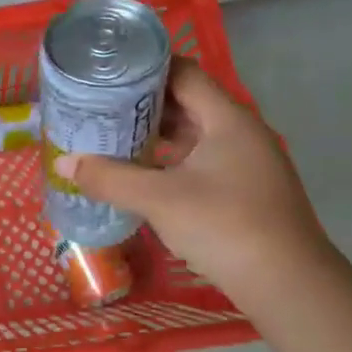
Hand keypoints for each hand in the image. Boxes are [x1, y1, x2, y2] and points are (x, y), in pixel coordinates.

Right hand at [52, 60, 333, 298]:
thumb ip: (109, 178)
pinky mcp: (244, 188)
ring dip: (156, 131)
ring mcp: (246, 161)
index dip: (145, 66)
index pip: (183, 72)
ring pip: (194, 132)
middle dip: (143, 101)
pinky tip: (141, 170)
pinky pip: (200, 158)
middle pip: (187, 100)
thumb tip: (63, 163)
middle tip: (99, 102)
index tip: (107, 70)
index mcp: (227, 119)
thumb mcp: (158, 200)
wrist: (288, 285)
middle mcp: (241, 131)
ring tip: (112, 132)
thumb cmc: (225, 226)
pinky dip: (170, 157)